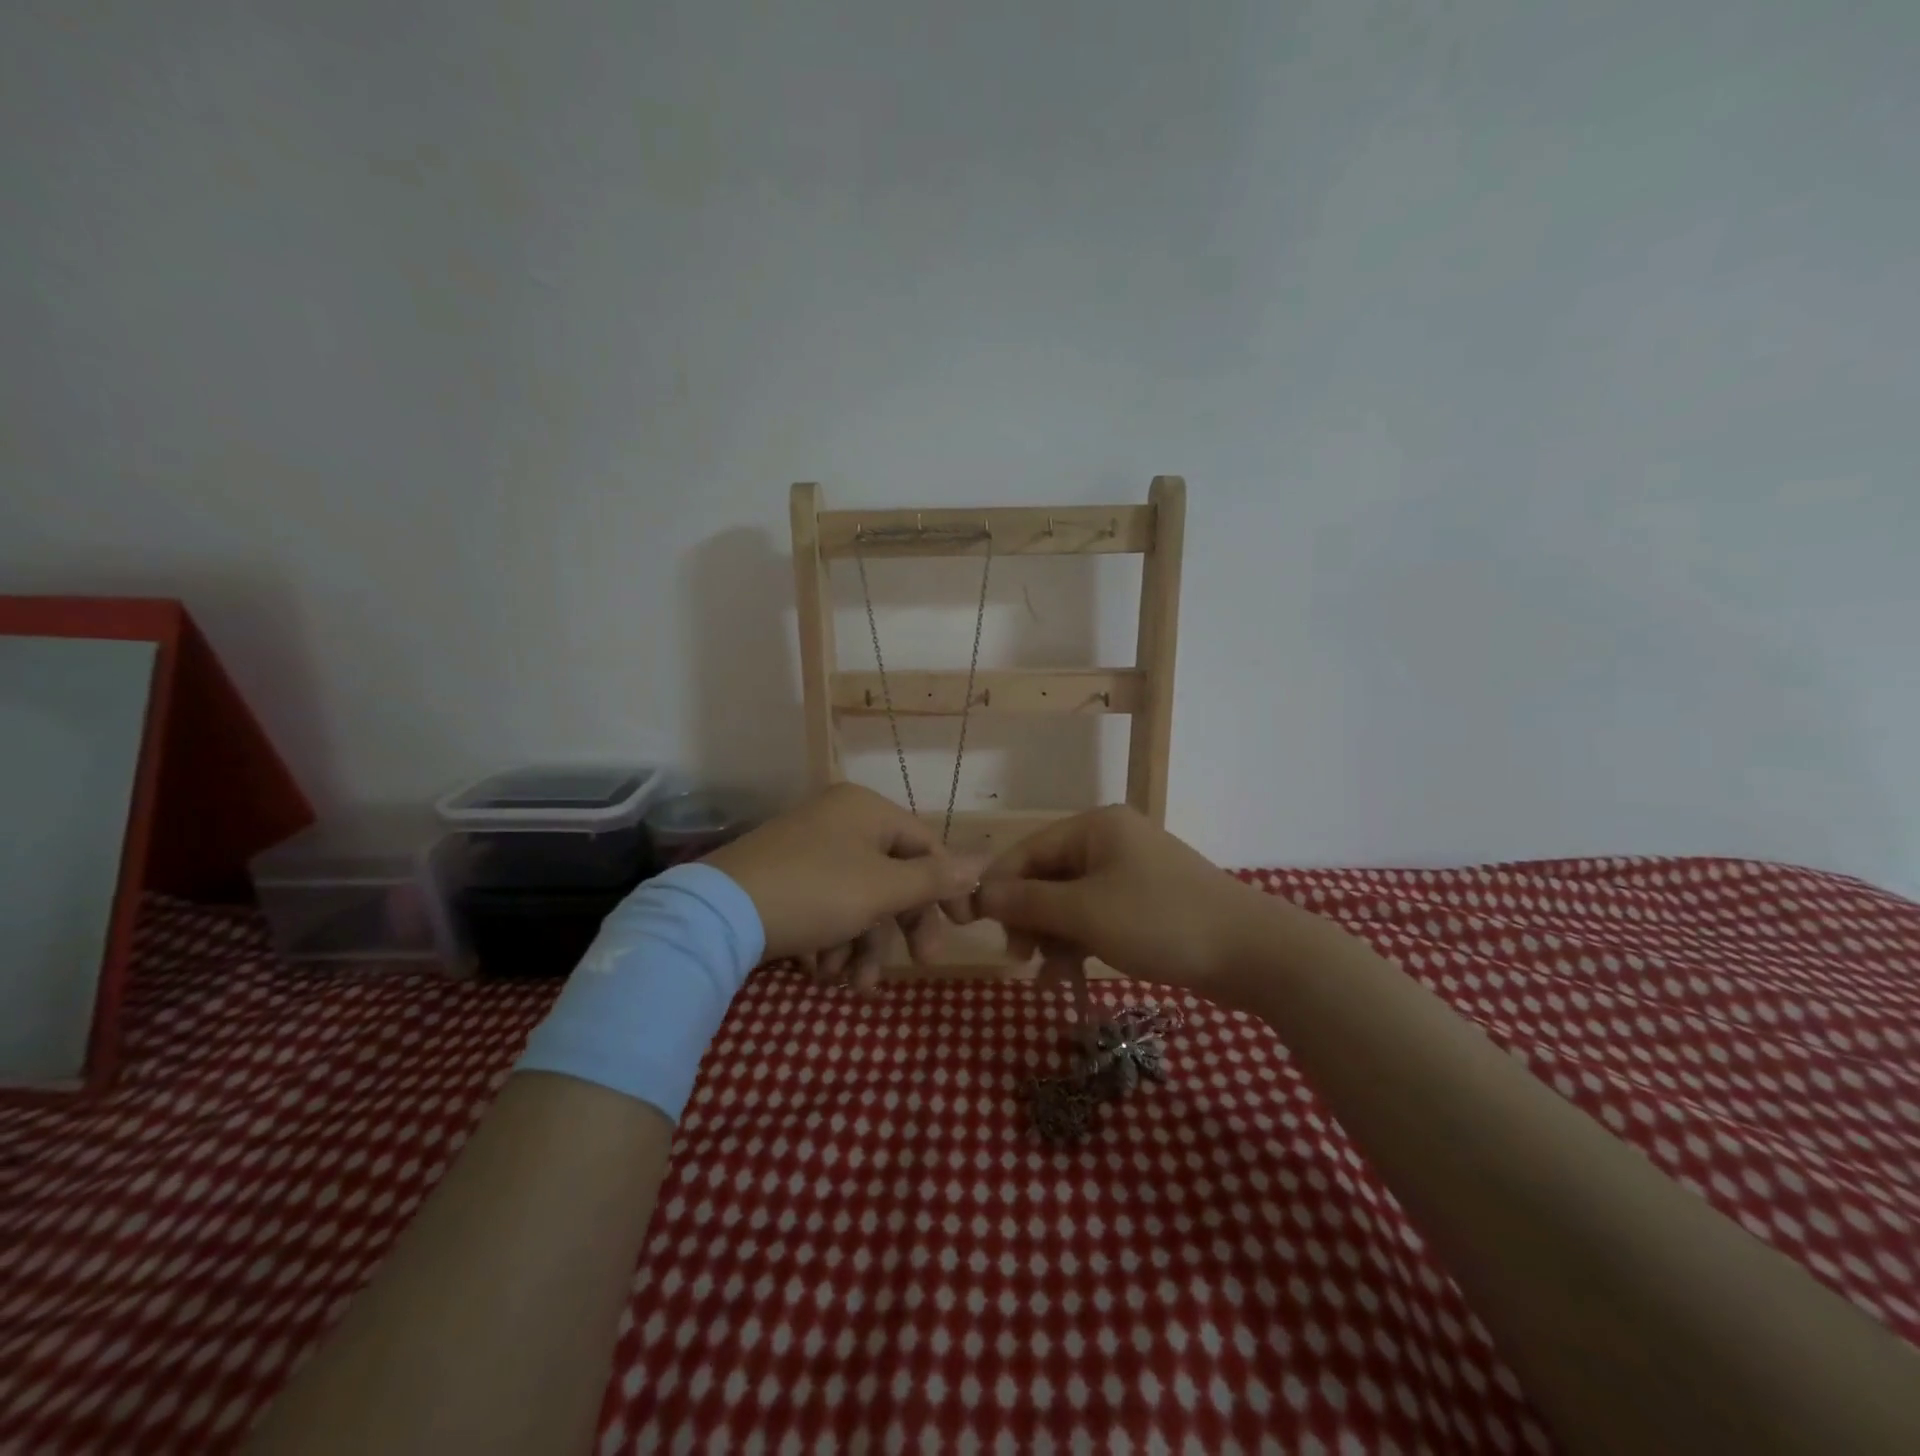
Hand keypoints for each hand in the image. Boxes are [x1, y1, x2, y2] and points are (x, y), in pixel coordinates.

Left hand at [702, 783, 984, 983]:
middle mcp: (839, 820)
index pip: (926, 844)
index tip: (961, 928)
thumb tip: (985, 862)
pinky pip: (826, 905)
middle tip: (919, 964)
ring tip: (852, 984)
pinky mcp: (784, 877)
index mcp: (866, 809)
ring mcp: (809, 848)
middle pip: (892, 875)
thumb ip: (935, 879)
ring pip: (858, 898)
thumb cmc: (815, 891)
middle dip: (902, 926)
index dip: (948, 887)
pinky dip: (831, 938)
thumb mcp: (882, 889)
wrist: (717, 914)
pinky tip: (821, 970)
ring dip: (863, 943)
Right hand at [960, 805, 1279, 995]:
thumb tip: (981, 895)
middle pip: (1049, 875)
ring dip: (1053, 936)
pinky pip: (1098, 916)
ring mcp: (1132, 872)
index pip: (1028, 850)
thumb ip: (1028, 902)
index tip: (976, 926)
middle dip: (1029, 917)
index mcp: (1096, 827)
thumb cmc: (1160, 921)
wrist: (1253, 953)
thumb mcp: (1085, 912)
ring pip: (1072, 901)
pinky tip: (1067, 975)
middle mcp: (1111, 841)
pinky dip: (1080, 942)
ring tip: (1044, 976)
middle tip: (1017, 956)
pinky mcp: (1147, 903)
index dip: (1000, 887)